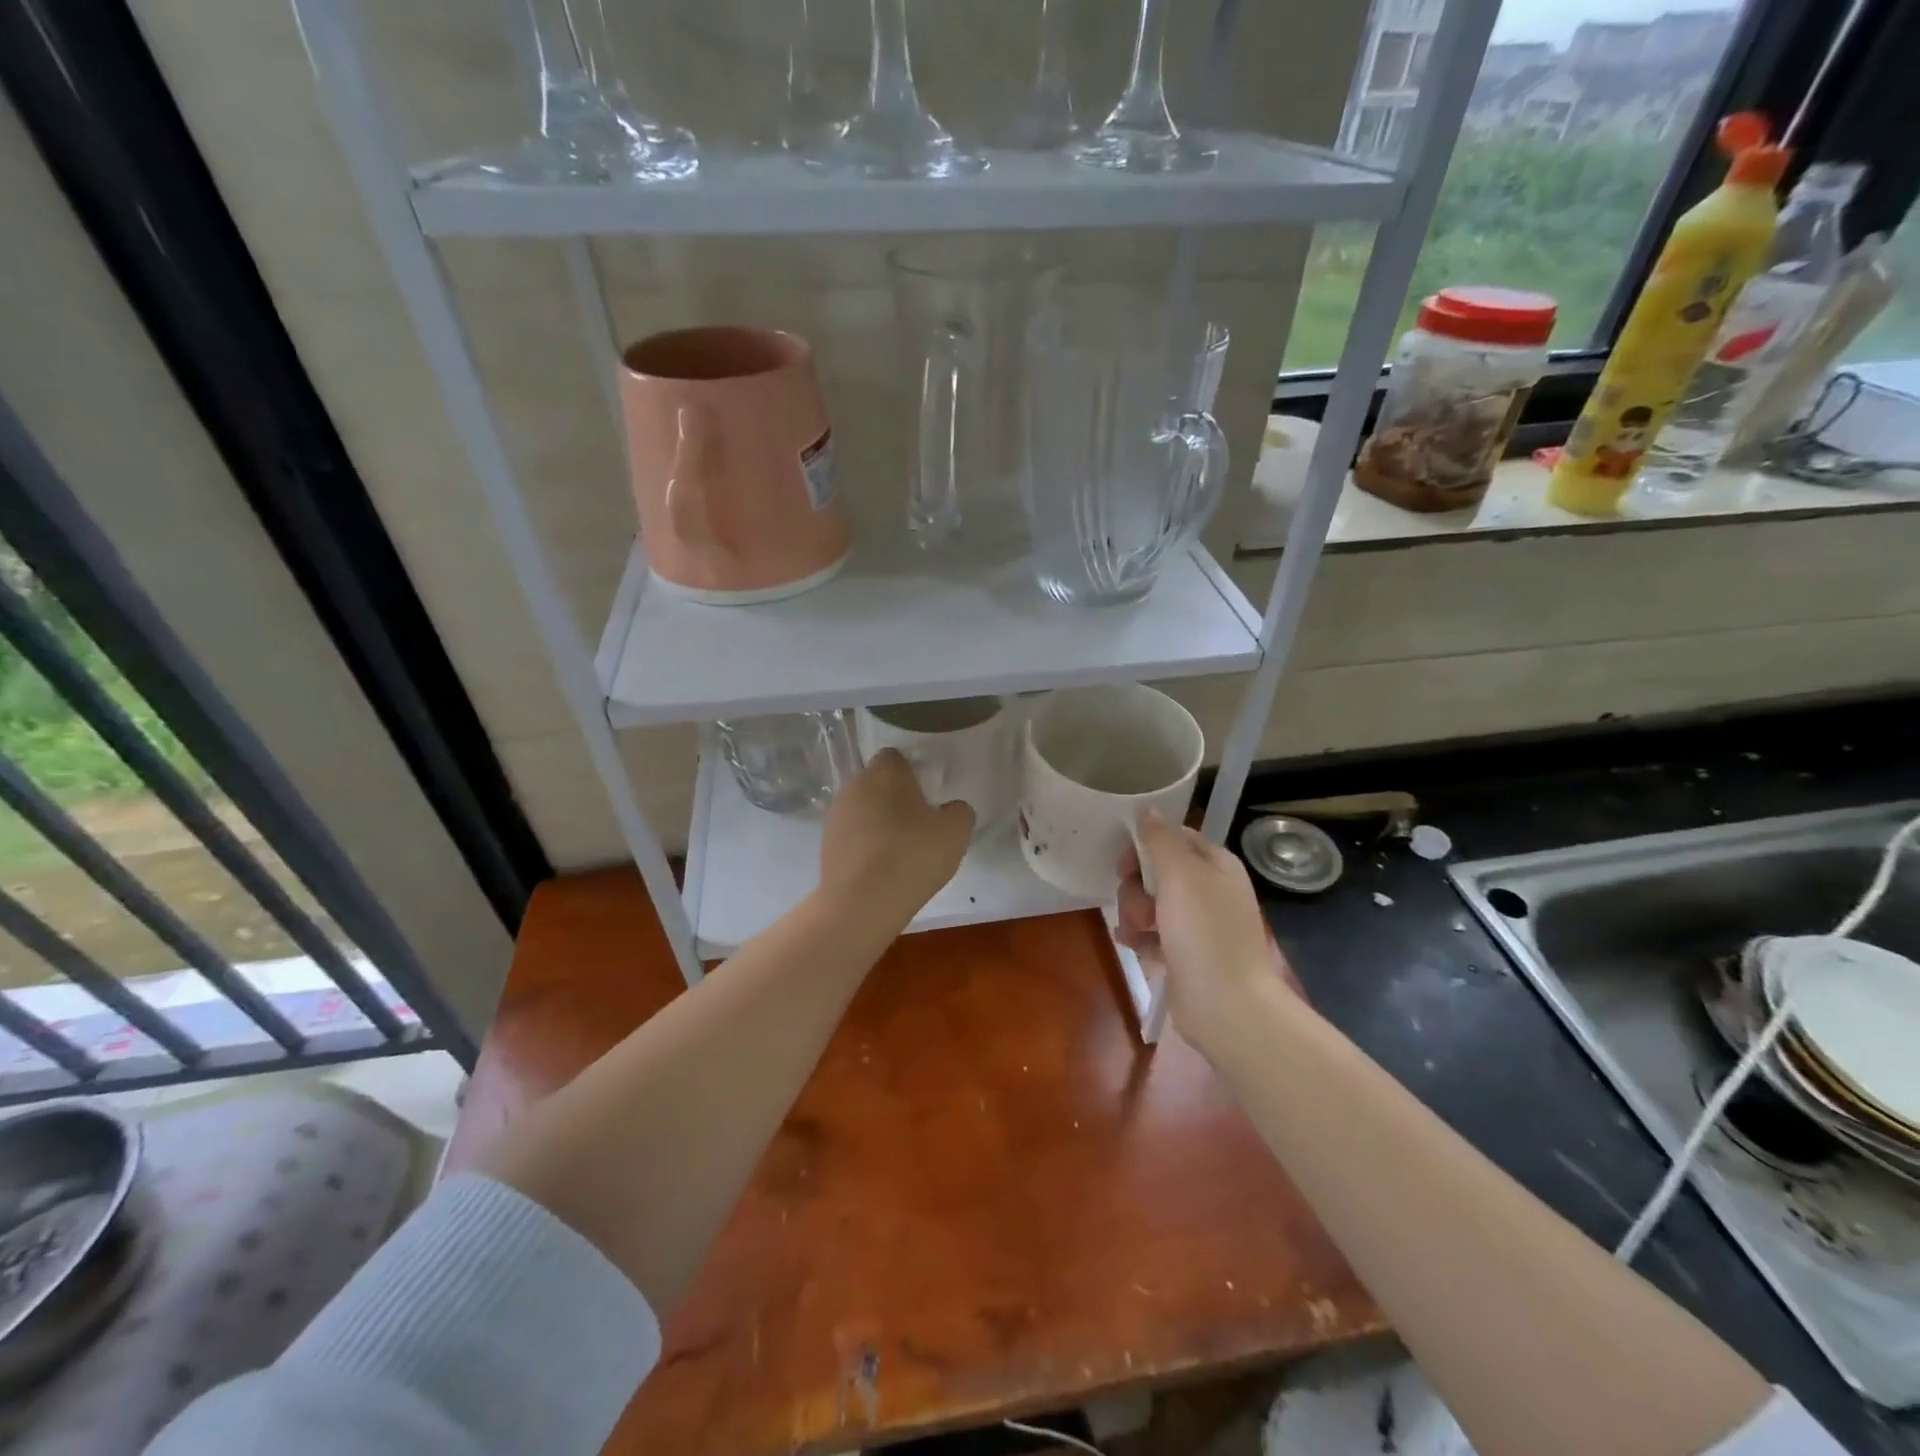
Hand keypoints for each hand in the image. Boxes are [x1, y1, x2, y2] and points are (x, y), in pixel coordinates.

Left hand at [820, 749, 973, 912]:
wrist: (862, 902)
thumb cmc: (913, 855)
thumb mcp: (956, 831)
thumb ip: (959, 811)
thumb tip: (950, 809)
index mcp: (885, 772)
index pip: (896, 757)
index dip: (913, 773)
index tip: (928, 796)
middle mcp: (855, 785)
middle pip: (878, 783)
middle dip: (895, 798)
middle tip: (918, 825)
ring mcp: (836, 815)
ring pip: (863, 809)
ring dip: (878, 822)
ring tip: (899, 851)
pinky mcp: (825, 844)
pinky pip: (852, 835)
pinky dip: (865, 845)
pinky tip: (880, 869)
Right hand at [1117, 809, 1302, 1057]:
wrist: (1226, 1006)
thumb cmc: (1205, 933)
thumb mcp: (1181, 875)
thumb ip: (1160, 839)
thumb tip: (1147, 809)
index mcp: (1216, 865)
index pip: (1174, 837)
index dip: (1145, 846)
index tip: (1125, 864)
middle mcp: (1209, 890)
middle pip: (1156, 871)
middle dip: (1136, 887)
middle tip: (1137, 905)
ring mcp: (1197, 924)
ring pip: (1149, 902)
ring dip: (1134, 914)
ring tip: (1138, 934)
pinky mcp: (1184, 953)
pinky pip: (1151, 933)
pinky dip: (1140, 937)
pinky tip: (1135, 947)